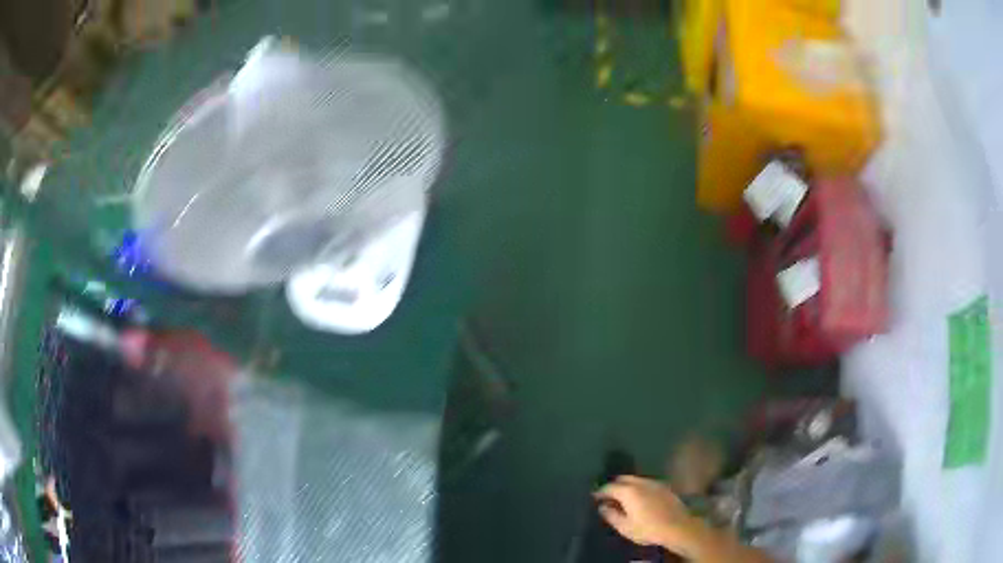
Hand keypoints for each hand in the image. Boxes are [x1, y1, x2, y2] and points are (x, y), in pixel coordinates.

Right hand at [594, 475, 704, 555]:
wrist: (678, 527)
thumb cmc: (648, 529)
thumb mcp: (625, 527)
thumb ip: (611, 515)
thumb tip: (603, 506)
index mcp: (629, 491)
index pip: (609, 487)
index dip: (600, 492)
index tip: (595, 497)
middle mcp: (641, 482)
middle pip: (623, 478)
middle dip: (614, 485)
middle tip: (608, 495)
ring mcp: (655, 483)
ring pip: (636, 479)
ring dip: (627, 485)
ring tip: (623, 496)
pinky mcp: (665, 487)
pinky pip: (647, 483)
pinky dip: (639, 487)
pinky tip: (640, 497)